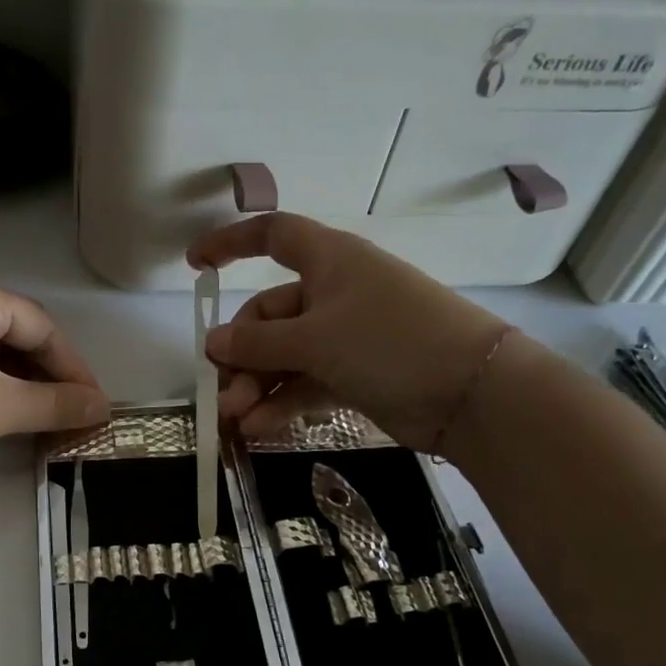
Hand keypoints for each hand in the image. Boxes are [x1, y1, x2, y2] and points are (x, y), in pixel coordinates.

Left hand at [0, 269, 109, 477]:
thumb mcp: (1, 408)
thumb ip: (57, 405)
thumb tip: (104, 408)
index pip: (43, 327)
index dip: (73, 369)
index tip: (92, 404)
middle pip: (12, 330)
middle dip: (43, 373)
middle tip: (65, 410)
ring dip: (12, 376)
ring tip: (31, 412)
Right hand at [188, 213, 508, 452]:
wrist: (470, 393)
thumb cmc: (389, 341)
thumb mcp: (315, 339)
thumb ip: (258, 344)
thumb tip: (212, 343)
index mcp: (329, 260)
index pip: (272, 236)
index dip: (231, 244)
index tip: (194, 266)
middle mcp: (334, 293)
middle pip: (270, 315)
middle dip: (242, 354)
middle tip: (223, 394)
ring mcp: (346, 336)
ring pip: (284, 356)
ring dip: (256, 386)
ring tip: (235, 421)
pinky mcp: (355, 374)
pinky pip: (305, 383)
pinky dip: (282, 403)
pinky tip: (258, 429)